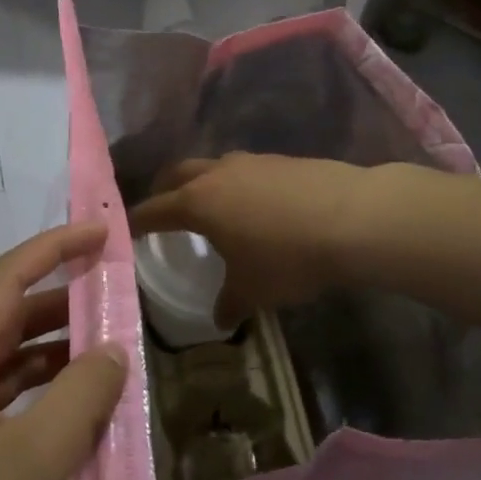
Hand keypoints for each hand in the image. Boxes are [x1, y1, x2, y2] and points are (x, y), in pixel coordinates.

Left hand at [0, 223, 126, 479]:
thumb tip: (112, 349)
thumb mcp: (34, 460)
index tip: (102, 233)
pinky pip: (18, 414)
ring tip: (117, 351)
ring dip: (63, 356)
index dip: (53, 248)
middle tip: (120, 295)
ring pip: (16, 369)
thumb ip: (81, 394)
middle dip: (64, 302)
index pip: (5, 281)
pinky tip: (93, 417)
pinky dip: (55, 404)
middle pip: (10, 321)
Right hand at [126, 153, 368, 325]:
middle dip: (164, 191)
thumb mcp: (253, 290)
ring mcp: (251, 161)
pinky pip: (246, 170)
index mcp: (198, 203)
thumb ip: (229, 303)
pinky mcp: (282, 160)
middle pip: (177, 174)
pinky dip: (238, 184)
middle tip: (162, 210)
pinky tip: (257, 207)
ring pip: (213, 167)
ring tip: (212, 208)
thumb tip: (219, 319)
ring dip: (204, 183)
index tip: (127, 230)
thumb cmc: (288, 257)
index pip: (153, 209)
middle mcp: (217, 173)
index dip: (137, 222)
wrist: (354, 218)